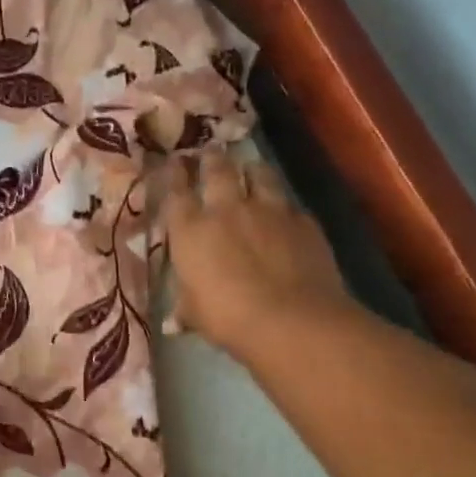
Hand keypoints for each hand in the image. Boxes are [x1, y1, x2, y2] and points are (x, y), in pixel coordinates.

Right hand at [159, 147, 351, 367]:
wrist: (291, 319)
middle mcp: (226, 209)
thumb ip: (185, 308)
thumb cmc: (228, 318)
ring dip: (251, 169)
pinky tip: (284, 212)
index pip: (176, 191)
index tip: (173, 162)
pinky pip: (288, 203)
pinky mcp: (302, 221)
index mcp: (190, 230)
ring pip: (258, 173)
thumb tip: (173, 322)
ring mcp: (268, 210)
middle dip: (212, 159)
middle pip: (217, 169)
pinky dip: (282, 205)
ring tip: (250, 169)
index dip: (173, 174)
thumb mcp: (196, 315)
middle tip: (210, 154)